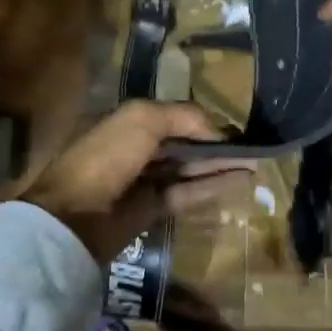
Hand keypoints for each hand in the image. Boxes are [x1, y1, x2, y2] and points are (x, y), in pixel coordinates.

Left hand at [24, 101, 251, 261]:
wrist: (75, 213)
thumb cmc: (107, 156)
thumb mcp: (143, 118)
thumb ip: (184, 117)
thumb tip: (218, 132)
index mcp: (130, 122)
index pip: (176, 117)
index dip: (206, 122)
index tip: (237, 129)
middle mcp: (139, 148)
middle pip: (185, 143)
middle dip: (218, 145)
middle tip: (254, 148)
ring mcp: (145, 179)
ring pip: (190, 169)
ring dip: (221, 166)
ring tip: (256, 164)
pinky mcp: (152, 208)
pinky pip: (188, 193)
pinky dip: (213, 186)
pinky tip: (240, 182)